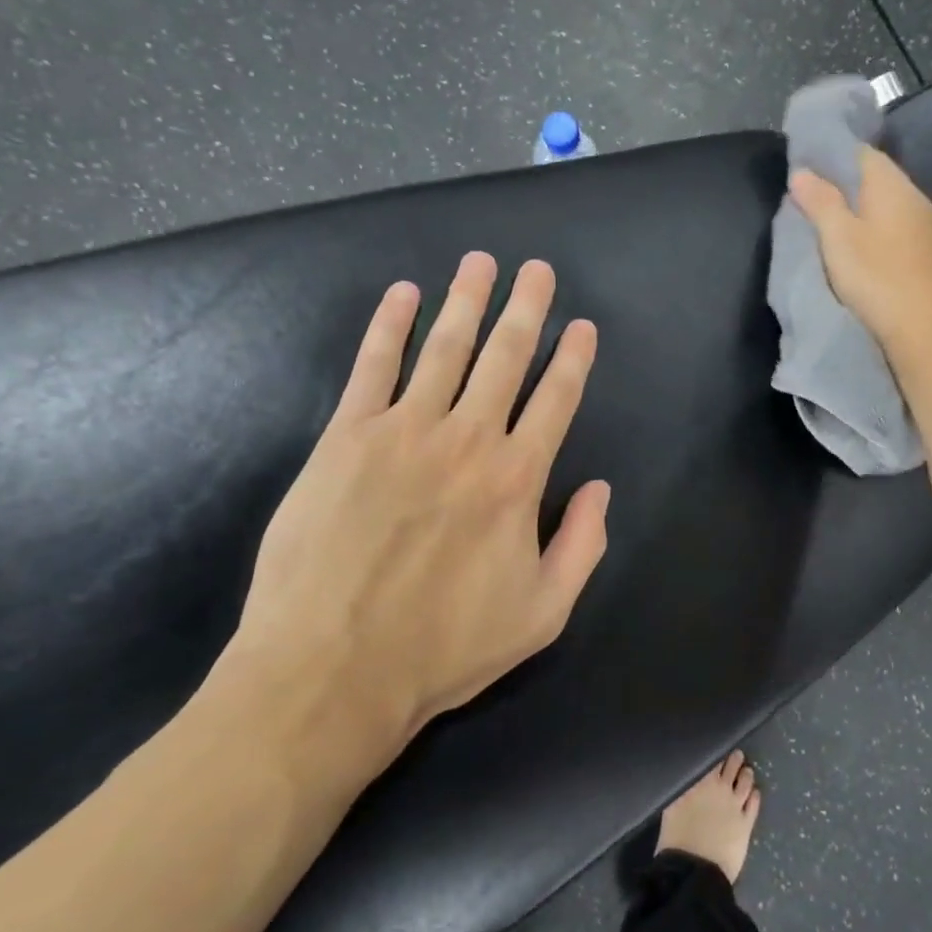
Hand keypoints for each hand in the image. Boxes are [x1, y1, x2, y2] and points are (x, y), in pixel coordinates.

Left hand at [215, 252, 609, 758]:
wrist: (332, 669)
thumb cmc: (443, 649)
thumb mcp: (542, 614)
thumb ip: (583, 546)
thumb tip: (600, 488)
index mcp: (517, 480)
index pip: (555, 400)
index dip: (572, 358)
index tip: (581, 326)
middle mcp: (467, 440)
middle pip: (504, 357)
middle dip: (526, 308)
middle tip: (538, 269)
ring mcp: (402, 432)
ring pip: (444, 348)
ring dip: (466, 301)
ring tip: (481, 263)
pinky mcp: (345, 437)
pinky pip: (372, 366)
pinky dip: (388, 326)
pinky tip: (402, 295)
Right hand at [788, 146, 931, 361]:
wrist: (929, 333)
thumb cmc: (878, 280)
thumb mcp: (838, 238)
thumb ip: (820, 202)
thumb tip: (802, 172)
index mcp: (892, 186)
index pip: (861, 153)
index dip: (831, 156)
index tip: (802, 171)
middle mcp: (915, 198)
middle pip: (875, 179)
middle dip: (843, 185)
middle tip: (808, 201)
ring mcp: (927, 229)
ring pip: (886, 207)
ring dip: (859, 212)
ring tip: (829, 228)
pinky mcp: (929, 257)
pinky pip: (896, 231)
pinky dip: (874, 233)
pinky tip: (861, 253)